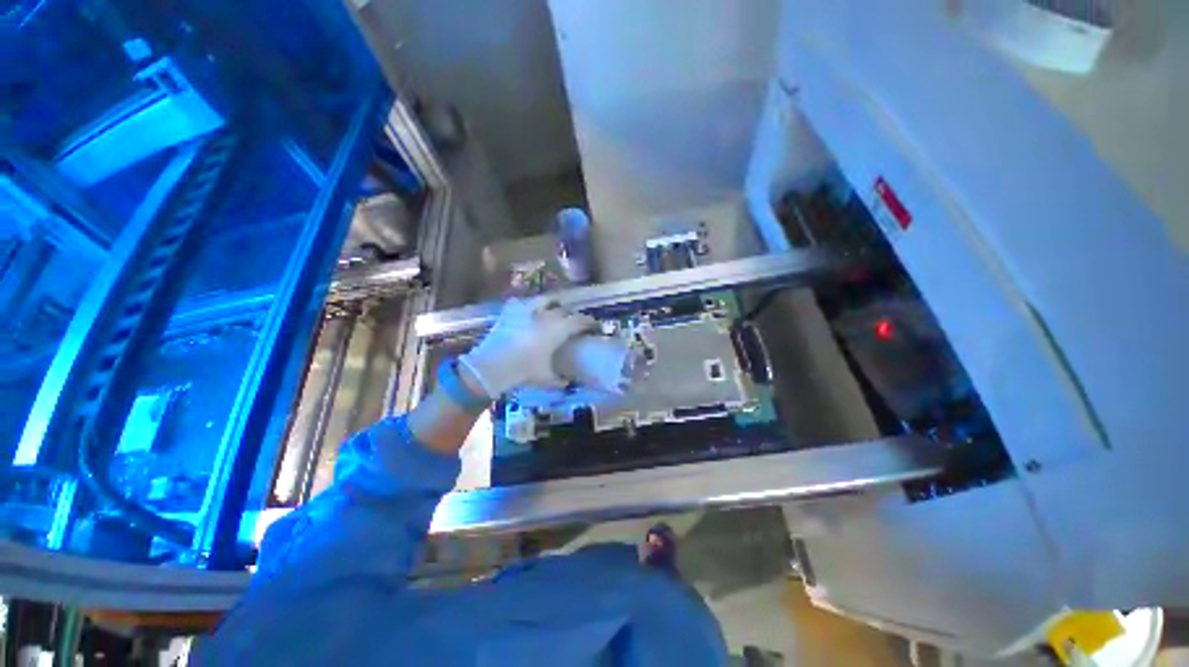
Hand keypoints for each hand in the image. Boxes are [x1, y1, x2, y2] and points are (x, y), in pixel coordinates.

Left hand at [459, 297, 595, 397]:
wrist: (493, 365)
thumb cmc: (525, 370)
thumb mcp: (546, 378)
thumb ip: (560, 380)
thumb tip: (568, 383)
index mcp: (559, 329)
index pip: (581, 321)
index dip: (590, 322)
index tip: (594, 326)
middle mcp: (547, 315)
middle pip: (566, 310)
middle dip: (572, 315)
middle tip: (574, 322)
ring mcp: (528, 310)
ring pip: (547, 299)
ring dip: (554, 303)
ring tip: (554, 308)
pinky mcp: (512, 310)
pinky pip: (524, 302)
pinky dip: (529, 305)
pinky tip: (529, 311)